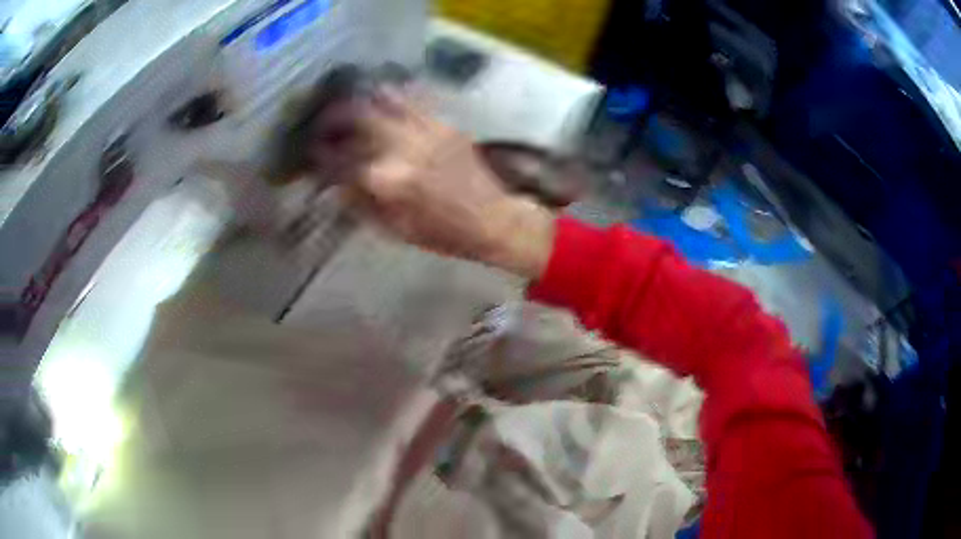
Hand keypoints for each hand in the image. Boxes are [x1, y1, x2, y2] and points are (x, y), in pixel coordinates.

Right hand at [308, 90, 555, 278]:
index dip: (321, 154)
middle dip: (333, 116)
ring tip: (348, 105)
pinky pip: (413, 98)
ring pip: (385, 98)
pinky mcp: (443, 123)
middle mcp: (404, 147)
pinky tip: (382, 100)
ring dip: (361, 99)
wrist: (493, 218)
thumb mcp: (395, 231)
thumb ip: (360, 204)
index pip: (341, 159)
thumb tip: (335, 184)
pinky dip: (391, 95)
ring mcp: (426, 130)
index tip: (311, 151)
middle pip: (358, 117)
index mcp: (389, 180)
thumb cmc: (444, 233)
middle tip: (323, 122)